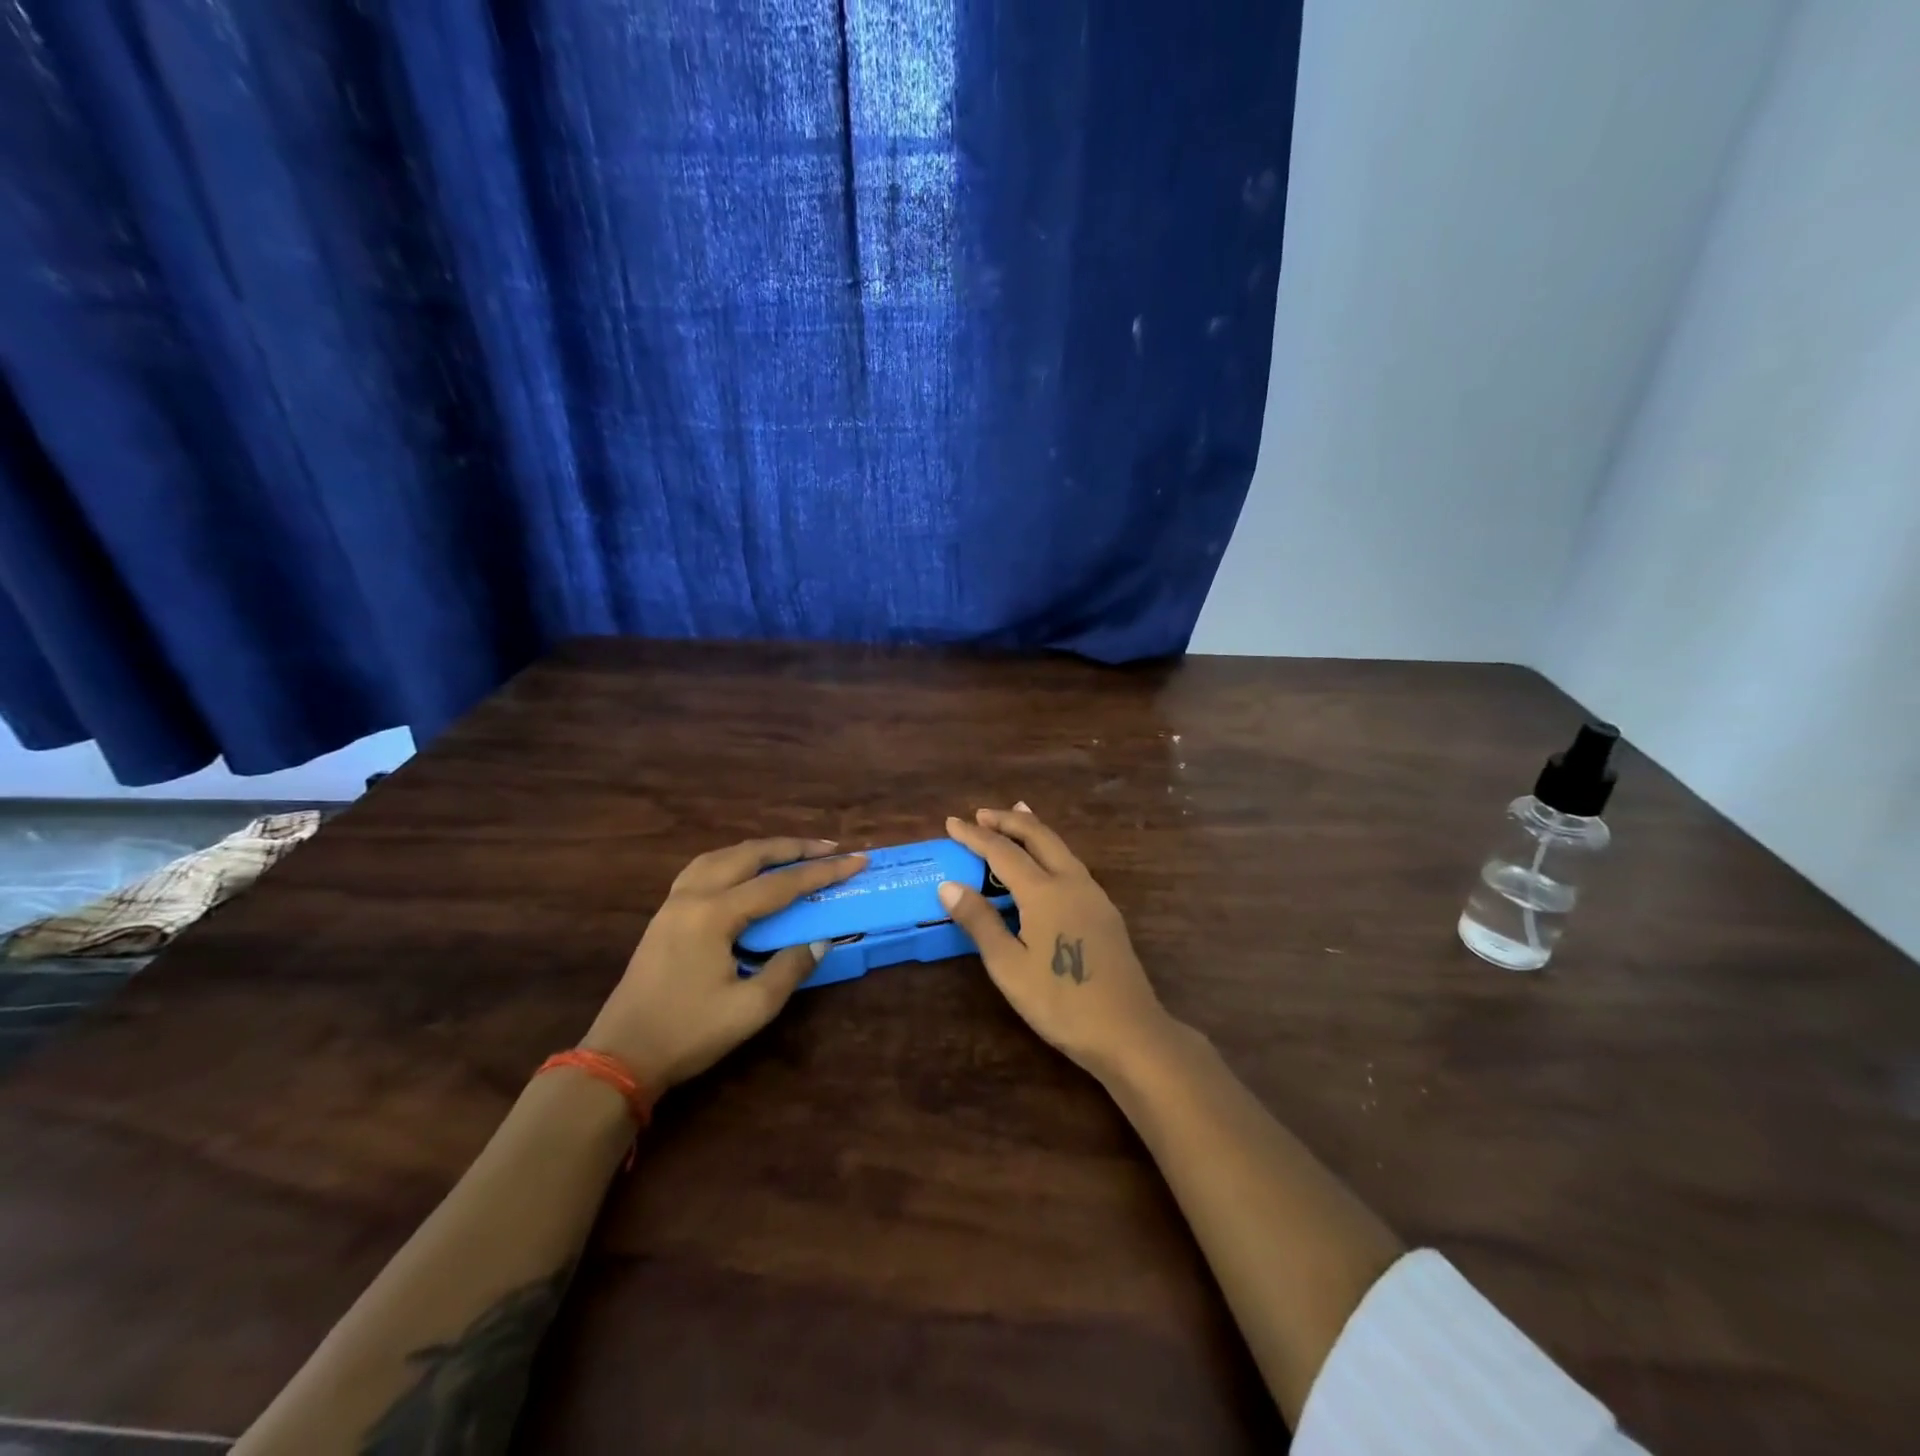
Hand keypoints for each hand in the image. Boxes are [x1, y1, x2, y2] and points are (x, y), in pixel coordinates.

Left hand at [583, 838, 866, 1090]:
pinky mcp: (664, 916)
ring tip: (791, 853)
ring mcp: (673, 903)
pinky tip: (743, 872)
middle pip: (749, 855)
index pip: (780, 884)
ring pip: (722, 856)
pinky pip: (703, 869)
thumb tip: (819, 941)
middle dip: (793, 848)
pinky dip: (733, 860)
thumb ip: (790, 968)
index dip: (822, 872)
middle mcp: (693, 896)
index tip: (856, 861)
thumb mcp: (751, 1008)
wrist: (620, 1057)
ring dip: (761, 850)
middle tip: (829, 848)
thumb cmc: (688, 1033)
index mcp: (715, 914)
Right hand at [939, 804, 1175, 1078]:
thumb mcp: (1009, 967)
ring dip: (1033, 830)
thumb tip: (949, 886)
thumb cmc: (1061, 1002)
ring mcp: (1094, 894)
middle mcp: (1071, 882)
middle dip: (1008, 820)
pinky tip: (1046, 862)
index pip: (1002, 851)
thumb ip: (980, 922)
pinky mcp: (1105, 910)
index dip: (974, 835)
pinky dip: (1050, 849)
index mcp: (1044, 891)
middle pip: (1038, 836)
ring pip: (1060, 846)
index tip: (952, 822)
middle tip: (981, 813)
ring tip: (1015, 817)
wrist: (1128, 1031)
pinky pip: (1071, 863)